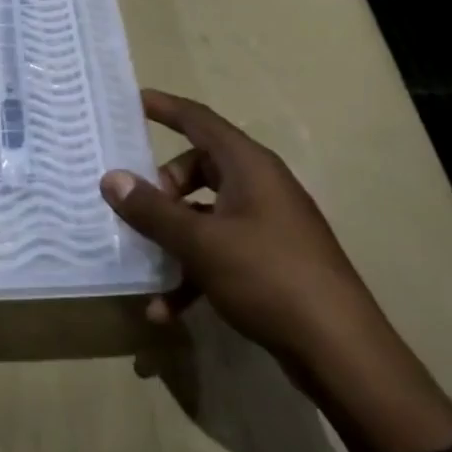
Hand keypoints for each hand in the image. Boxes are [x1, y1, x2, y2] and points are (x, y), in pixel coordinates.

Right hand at [101, 89, 385, 366]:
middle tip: (136, 208)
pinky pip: (218, 251)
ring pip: (204, 214)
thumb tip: (111, 178)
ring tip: (144, 266)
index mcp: (249, 166)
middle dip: (162, 188)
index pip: (199, 121)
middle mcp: (259, 186)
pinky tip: (165, 309)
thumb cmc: (268, 276)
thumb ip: (153, 210)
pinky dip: (192, 272)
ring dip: (172, 239)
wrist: (339, 350)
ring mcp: (267, 225)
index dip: (165, 108)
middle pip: (198, 169)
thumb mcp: (200, 242)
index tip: (131, 101)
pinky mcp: (269, 261)